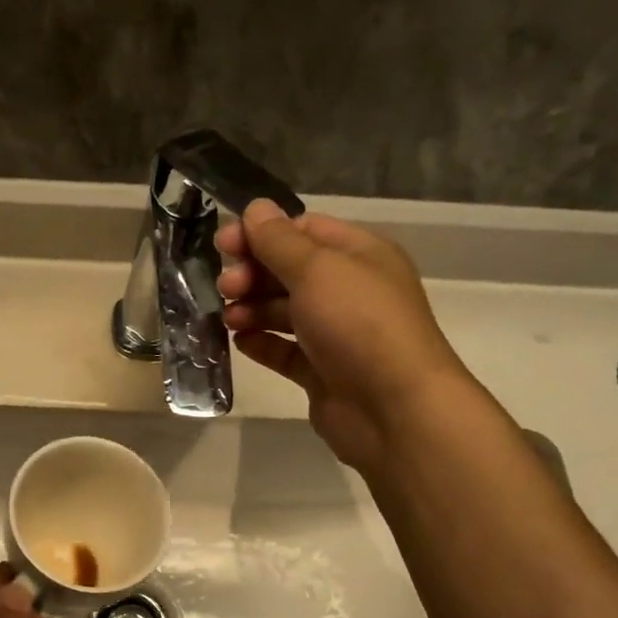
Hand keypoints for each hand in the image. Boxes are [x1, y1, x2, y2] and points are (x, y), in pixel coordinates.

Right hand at [217, 199, 472, 472]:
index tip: (223, 244)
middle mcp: (349, 290)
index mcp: (359, 255)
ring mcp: (336, 334)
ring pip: (284, 312)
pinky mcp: (321, 372)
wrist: (393, 409)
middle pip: (289, 271)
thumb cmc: (358, 325)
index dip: (262, 234)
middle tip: (225, 288)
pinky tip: (240, 342)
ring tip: (229, 318)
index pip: (304, 230)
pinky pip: (284, 350)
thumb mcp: (317, 270)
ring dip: (252, 309)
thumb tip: (255, 208)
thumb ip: (278, 241)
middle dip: (253, 274)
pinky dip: (261, 343)